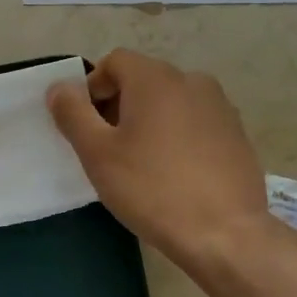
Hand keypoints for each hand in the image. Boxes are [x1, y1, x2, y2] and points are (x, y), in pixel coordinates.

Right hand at [47, 49, 276, 266]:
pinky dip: (176, 136)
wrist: (224, 234)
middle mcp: (192, 81)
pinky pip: (194, 122)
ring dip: (148, 121)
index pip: (114, 61)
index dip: (92, 87)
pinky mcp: (236, 134)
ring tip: (140, 162)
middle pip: (143, 79)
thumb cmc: (151, 188)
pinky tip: (173, 173)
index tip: (86, 126)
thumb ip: (72, 113)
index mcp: (156, 78)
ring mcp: (220, 107)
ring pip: (170, 102)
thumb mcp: (97, 153)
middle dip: (119, 105)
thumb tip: (59, 87)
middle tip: (107, 148)